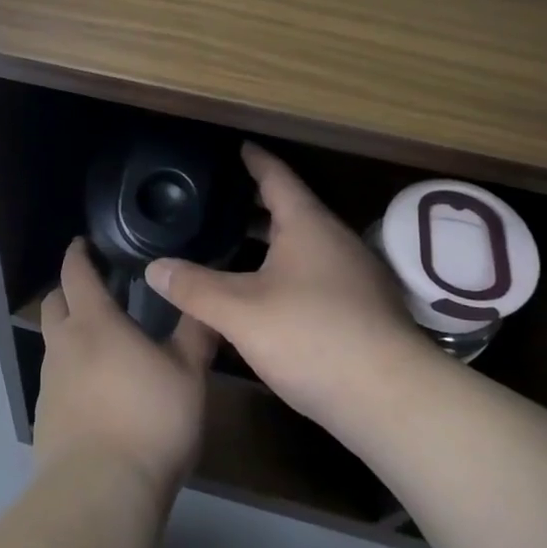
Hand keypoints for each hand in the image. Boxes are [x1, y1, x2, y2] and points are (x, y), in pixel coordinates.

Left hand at [33, 239, 215, 502]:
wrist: (100, 492)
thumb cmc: (149, 421)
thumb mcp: (187, 375)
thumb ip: (196, 334)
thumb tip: (205, 301)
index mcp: (94, 323)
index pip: (76, 273)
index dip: (78, 254)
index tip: (83, 244)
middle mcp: (63, 345)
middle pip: (53, 303)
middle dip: (68, 290)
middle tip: (94, 291)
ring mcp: (48, 383)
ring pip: (53, 343)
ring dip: (69, 333)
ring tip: (101, 345)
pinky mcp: (44, 418)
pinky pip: (54, 380)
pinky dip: (70, 372)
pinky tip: (95, 393)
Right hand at [145, 144, 440, 438]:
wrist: (392, 401)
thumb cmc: (312, 337)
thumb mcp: (241, 312)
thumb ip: (195, 287)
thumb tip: (154, 268)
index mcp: (308, 225)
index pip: (277, 177)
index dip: (254, 160)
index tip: (237, 146)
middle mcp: (335, 241)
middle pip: (291, 211)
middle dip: (254, 205)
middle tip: (216, 201)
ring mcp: (354, 277)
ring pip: (303, 247)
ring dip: (269, 243)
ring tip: (230, 246)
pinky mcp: (362, 311)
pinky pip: (314, 275)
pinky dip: (284, 272)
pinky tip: (263, 295)